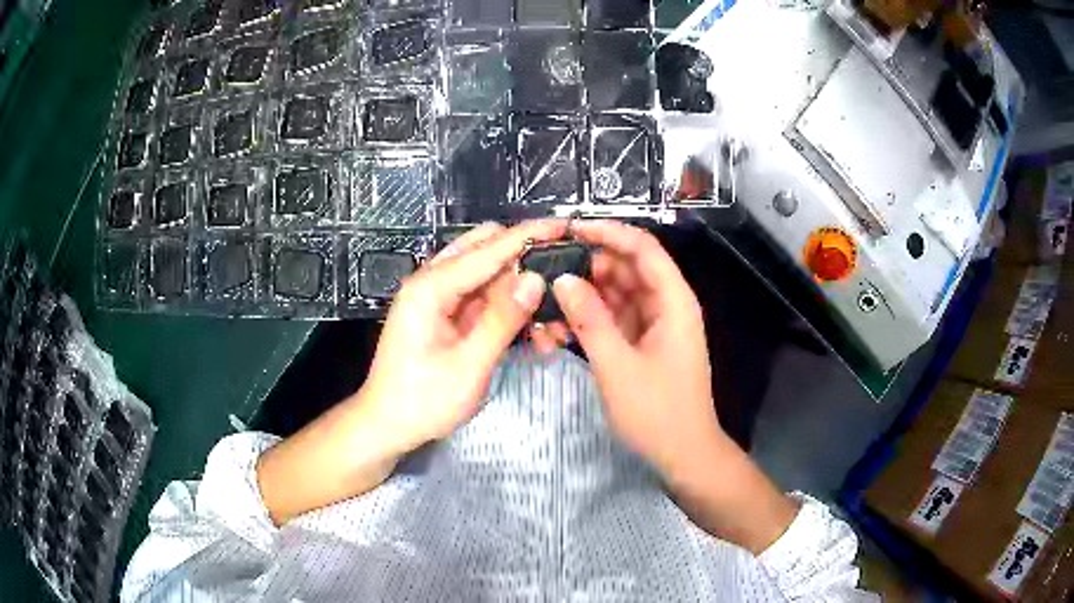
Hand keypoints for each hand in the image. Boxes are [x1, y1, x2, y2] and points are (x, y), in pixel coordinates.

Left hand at [361, 219, 567, 455]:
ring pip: (489, 276)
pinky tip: (533, 333)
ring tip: (553, 321)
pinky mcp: (447, 316)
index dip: (529, 235)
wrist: (387, 426)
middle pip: (486, 250)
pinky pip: (483, 300)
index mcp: (431, 287)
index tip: (566, 226)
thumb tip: (536, 278)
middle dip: (526, 261)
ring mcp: (439, 299)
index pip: (488, 248)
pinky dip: (508, 310)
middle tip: (563, 282)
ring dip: (521, 292)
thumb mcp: (468, 365)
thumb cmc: (422, 401)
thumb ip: (502, 320)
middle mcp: (433, 282)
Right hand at [552, 221, 796, 552]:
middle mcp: (666, 305)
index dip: (608, 232)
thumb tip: (562, 279)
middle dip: (588, 266)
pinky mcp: (642, 344)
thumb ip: (589, 320)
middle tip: (545, 270)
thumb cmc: (658, 412)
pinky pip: (614, 319)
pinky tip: (559, 328)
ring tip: (545, 302)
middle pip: (626, 268)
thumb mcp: (618, 365)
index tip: (569, 229)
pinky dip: (590, 320)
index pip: (642, 248)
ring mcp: (654, 325)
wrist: (683, 454)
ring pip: (616, 294)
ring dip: (584, 296)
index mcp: (673, 300)